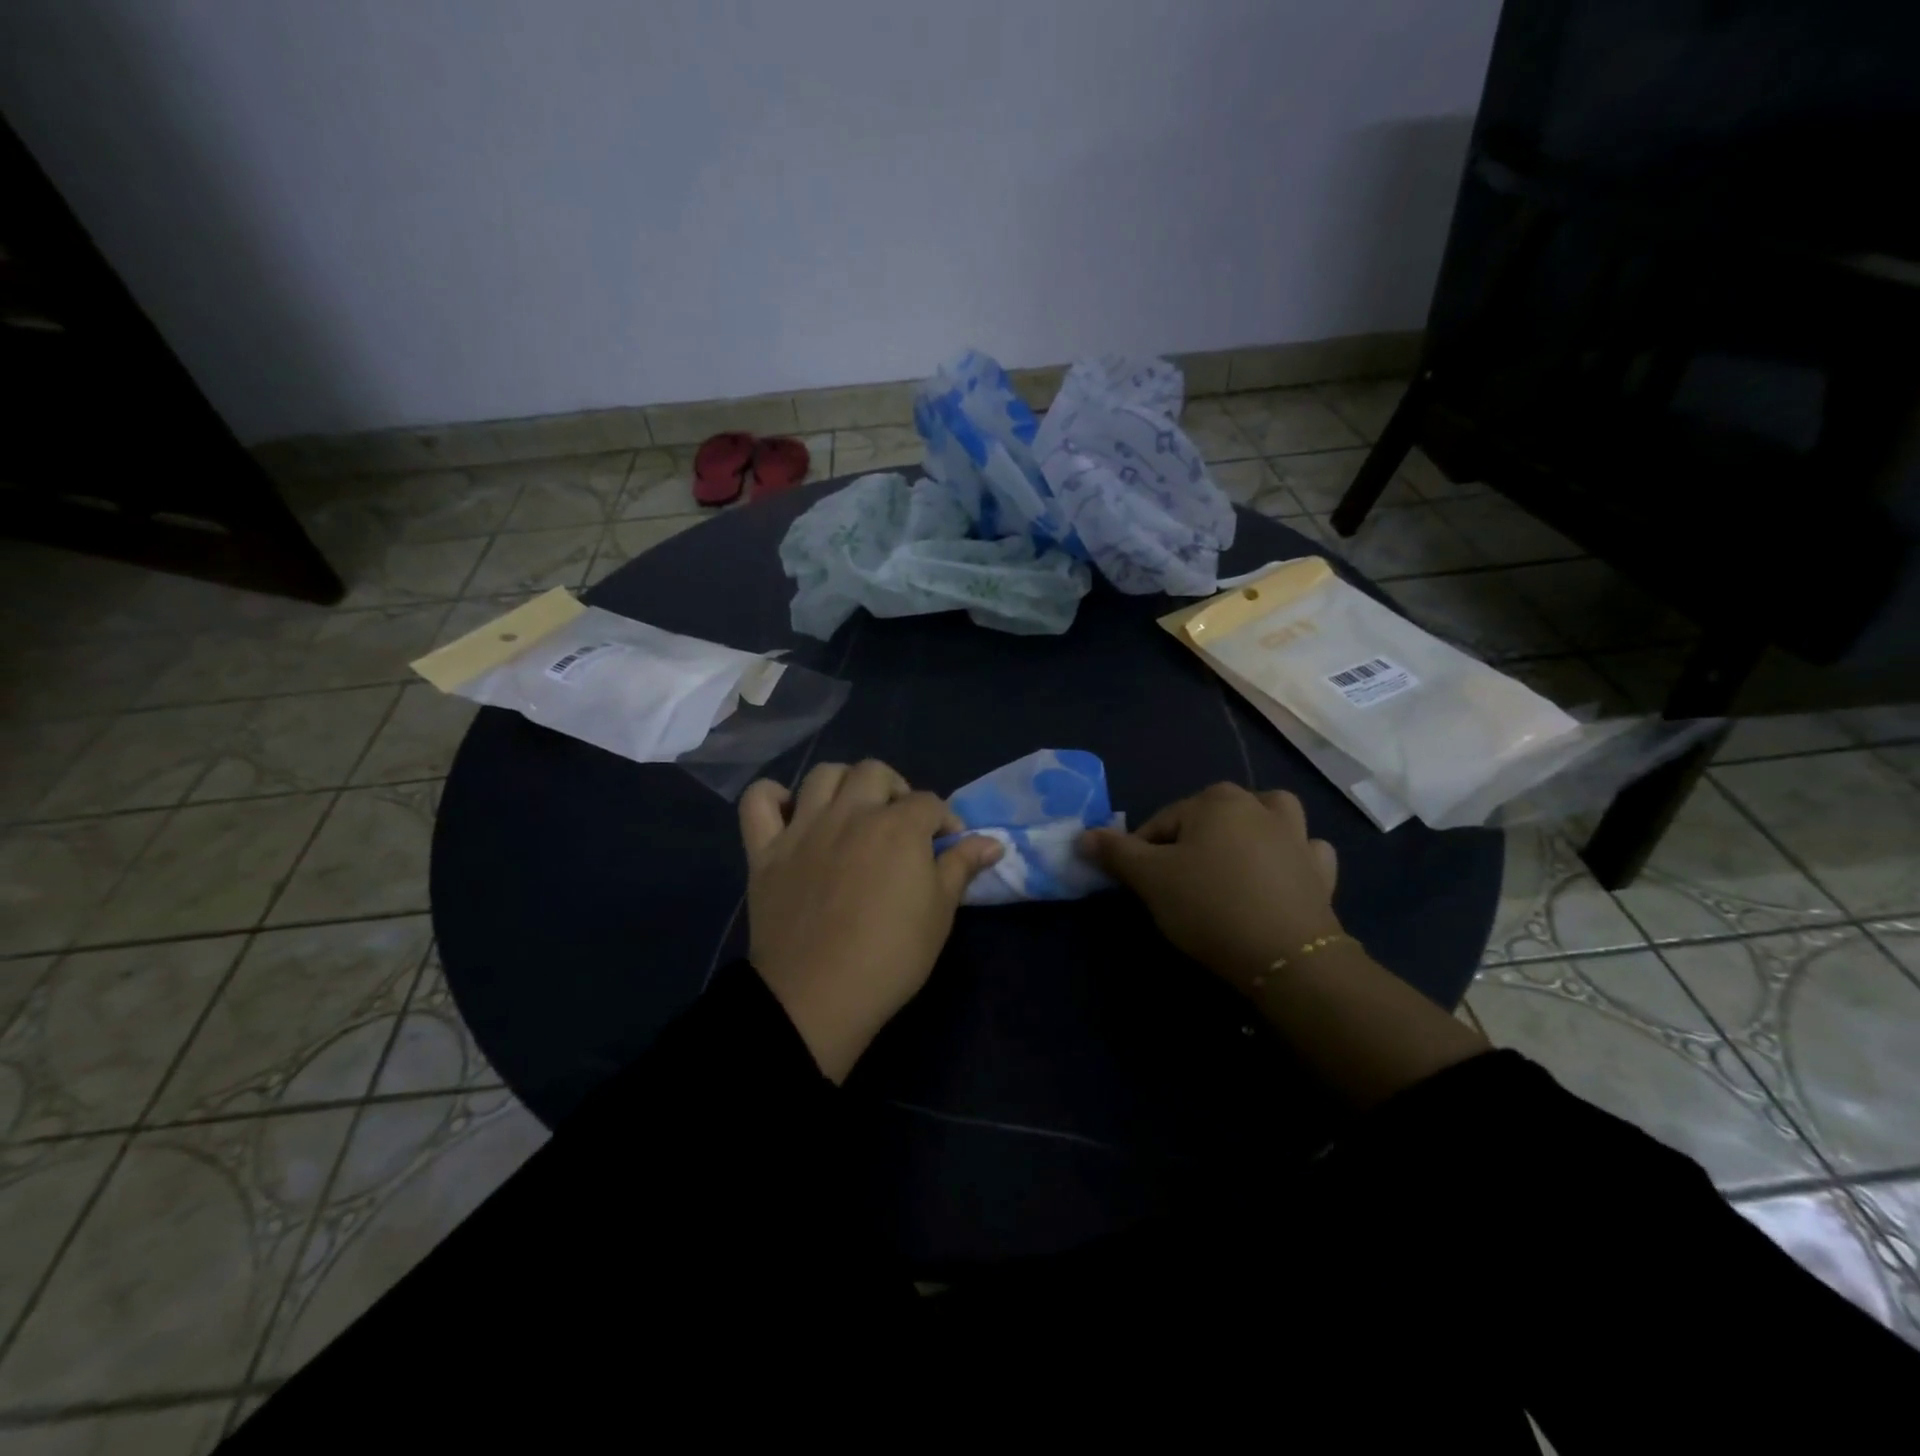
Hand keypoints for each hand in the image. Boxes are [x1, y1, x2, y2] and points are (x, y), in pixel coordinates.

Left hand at [739, 760, 1003, 1081]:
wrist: (818, 995)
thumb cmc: (891, 956)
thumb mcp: (940, 913)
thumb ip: (962, 867)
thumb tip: (992, 842)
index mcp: (897, 826)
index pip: (928, 802)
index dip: (943, 821)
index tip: (947, 847)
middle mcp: (849, 813)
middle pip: (874, 772)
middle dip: (896, 790)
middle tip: (900, 825)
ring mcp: (803, 828)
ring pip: (823, 775)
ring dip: (844, 784)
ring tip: (853, 812)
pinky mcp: (765, 850)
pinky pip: (758, 802)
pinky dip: (772, 798)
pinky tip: (791, 814)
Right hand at [1078, 783, 1341, 992]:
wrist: (1286, 957)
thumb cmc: (1209, 906)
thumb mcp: (1150, 879)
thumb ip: (1115, 853)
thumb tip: (1083, 835)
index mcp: (1215, 801)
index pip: (1162, 822)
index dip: (1143, 852)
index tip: (1140, 885)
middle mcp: (1258, 807)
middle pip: (1211, 815)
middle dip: (1192, 840)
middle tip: (1179, 880)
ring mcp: (1296, 837)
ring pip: (1270, 817)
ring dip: (1253, 828)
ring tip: (1234, 857)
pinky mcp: (1321, 871)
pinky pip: (1306, 851)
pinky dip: (1293, 856)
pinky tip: (1280, 874)